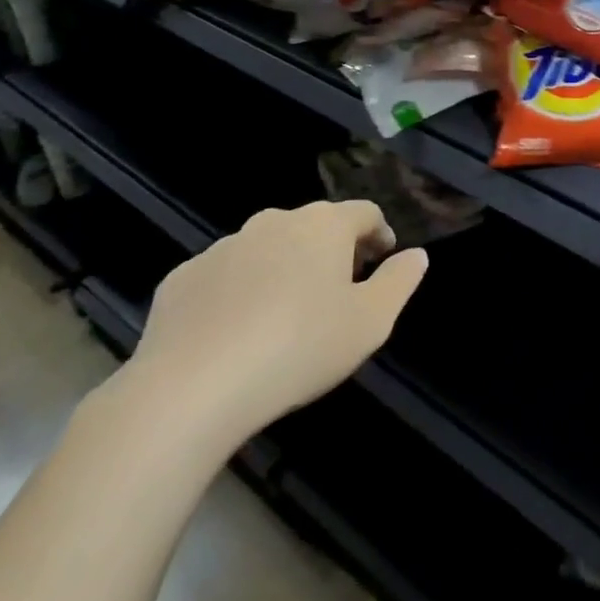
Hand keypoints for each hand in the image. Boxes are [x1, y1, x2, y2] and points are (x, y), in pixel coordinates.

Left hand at [126, 201, 427, 447]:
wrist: (192, 388)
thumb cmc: (300, 347)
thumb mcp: (371, 321)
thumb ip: (400, 281)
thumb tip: (416, 255)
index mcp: (323, 226)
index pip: (364, 212)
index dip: (380, 233)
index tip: (383, 260)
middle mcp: (273, 222)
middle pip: (314, 226)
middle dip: (332, 249)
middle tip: (340, 289)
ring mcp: (223, 247)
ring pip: (267, 248)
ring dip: (285, 267)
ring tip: (288, 314)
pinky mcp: (182, 278)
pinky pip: (225, 275)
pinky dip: (240, 291)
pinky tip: (238, 331)